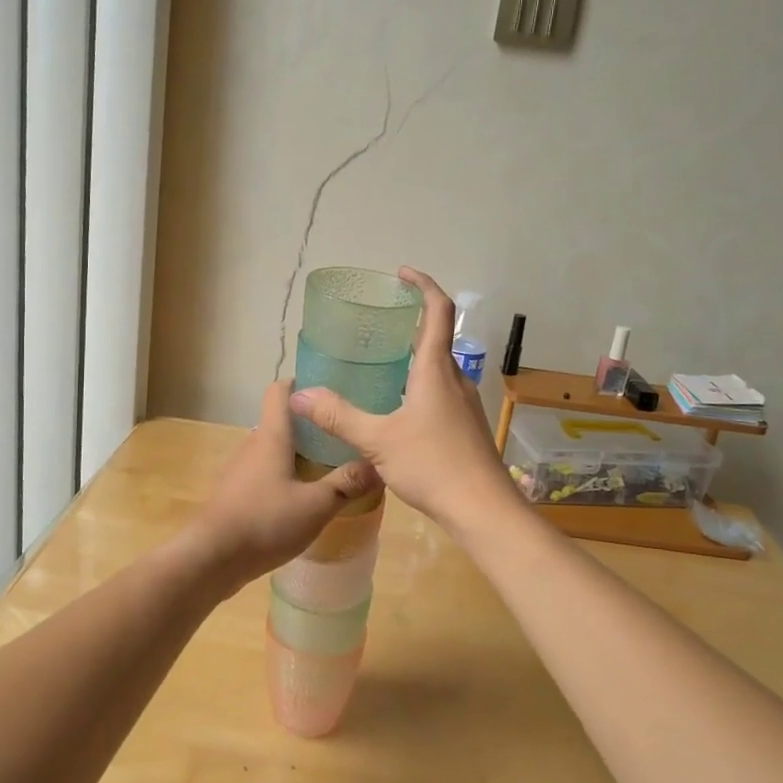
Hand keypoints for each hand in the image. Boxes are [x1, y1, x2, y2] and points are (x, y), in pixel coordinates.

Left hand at [181, 379, 379, 591]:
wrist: (211, 558)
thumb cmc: (264, 521)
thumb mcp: (316, 505)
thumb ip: (346, 484)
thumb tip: (379, 465)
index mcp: (271, 436)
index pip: (280, 391)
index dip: (301, 383)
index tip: (328, 388)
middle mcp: (252, 445)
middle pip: (281, 423)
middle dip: (310, 426)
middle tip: (343, 435)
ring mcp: (240, 471)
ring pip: (273, 451)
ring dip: (297, 455)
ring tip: (329, 467)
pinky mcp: (235, 495)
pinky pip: (264, 475)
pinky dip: (284, 478)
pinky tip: (302, 500)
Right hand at [289, 267, 518, 528]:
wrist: (483, 509)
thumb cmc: (433, 465)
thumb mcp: (378, 440)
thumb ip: (338, 417)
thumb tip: (299, 394)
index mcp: (436, 370)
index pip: (439, 311)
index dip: (423, 285)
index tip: (402, 273)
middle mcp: (455, 379)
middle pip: (438, 337)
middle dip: (413, 320)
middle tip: (381, 319)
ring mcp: (464, 404)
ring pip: (440, 367)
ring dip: (417, 354)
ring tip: (384, 361)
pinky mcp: (466, 426)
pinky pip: (442, 390)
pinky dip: (421, 382)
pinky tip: (400, 407)